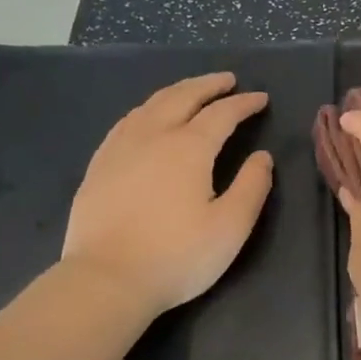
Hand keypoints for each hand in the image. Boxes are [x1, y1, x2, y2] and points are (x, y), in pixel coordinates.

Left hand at [62, 73, 272, 313]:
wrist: (106, 279)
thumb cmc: (177, 256)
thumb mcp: (230, 227)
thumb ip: (252, 186)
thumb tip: (261, 156)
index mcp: (190, 148)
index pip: (222, 114)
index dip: (244, 104)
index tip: (261, 98)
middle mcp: (154, 136)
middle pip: (183, 97)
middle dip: (209, 85)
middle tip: (228, 80)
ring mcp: (120, 148)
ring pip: (151, 104)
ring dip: (177, 91)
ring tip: (192, 91)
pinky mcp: (99, 165)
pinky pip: (126, 121)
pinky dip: (147, 109)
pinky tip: (147, 117)